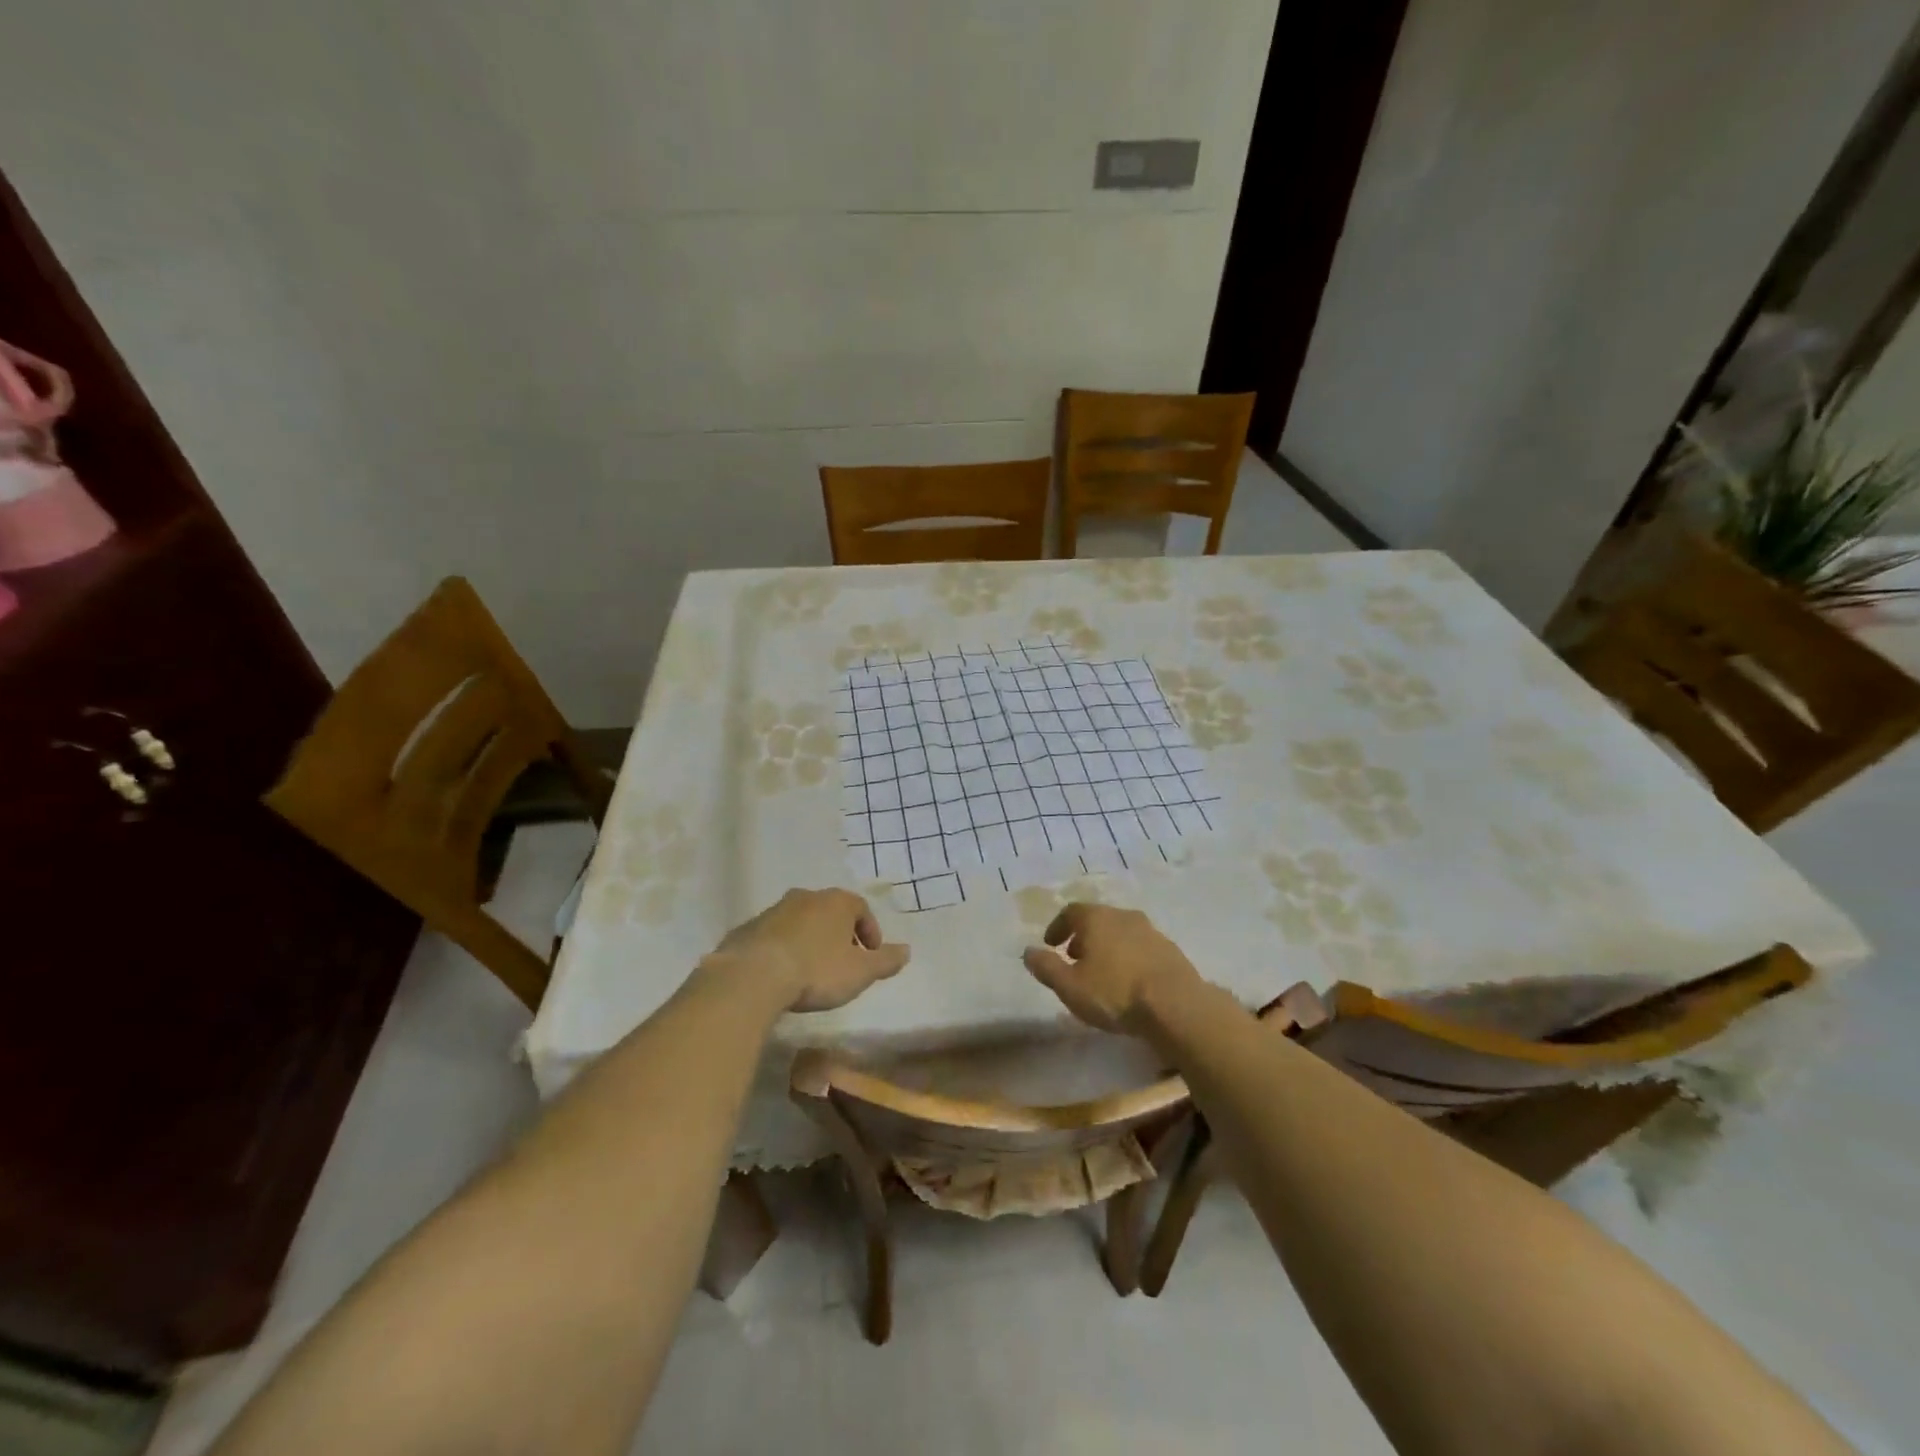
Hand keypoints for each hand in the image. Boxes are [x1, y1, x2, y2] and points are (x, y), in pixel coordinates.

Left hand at [706, 888, 909, 1012]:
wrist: (753, 975)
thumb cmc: (816, 970)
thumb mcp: (860, 972)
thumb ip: (886, 961)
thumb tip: (907, 951)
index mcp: (836, 902)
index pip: (861, 909)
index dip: (870, 932)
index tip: (871, 955)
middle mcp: (806, 897)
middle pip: (830, 912)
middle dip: (839, 934)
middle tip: (843, 962)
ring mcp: (775, 910)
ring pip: (801, 921)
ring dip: (810, 940)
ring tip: (812, 970)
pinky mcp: (749, 928)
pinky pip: (775, 935)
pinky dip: (784, 948)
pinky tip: (783, 973)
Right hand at [1022, 903, 1204, 1036]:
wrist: (1176, 1005)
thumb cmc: (1115, 993)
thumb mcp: (1070, 986)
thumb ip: (1046, 967)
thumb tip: (1027, 951)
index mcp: (1097, 919)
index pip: (1071, 911)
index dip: (1058, 926)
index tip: (1050, 944)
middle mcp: (1124, 916)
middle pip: (1097, 919)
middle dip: (1082, 936)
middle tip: (1074, 958)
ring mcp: (1151, 931)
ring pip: (1121, 932)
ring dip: (1107, 947)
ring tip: (1101, 972)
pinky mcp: (1170, 950)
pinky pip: (1141, 947)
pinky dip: (1129, 957)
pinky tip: (1129, 981)